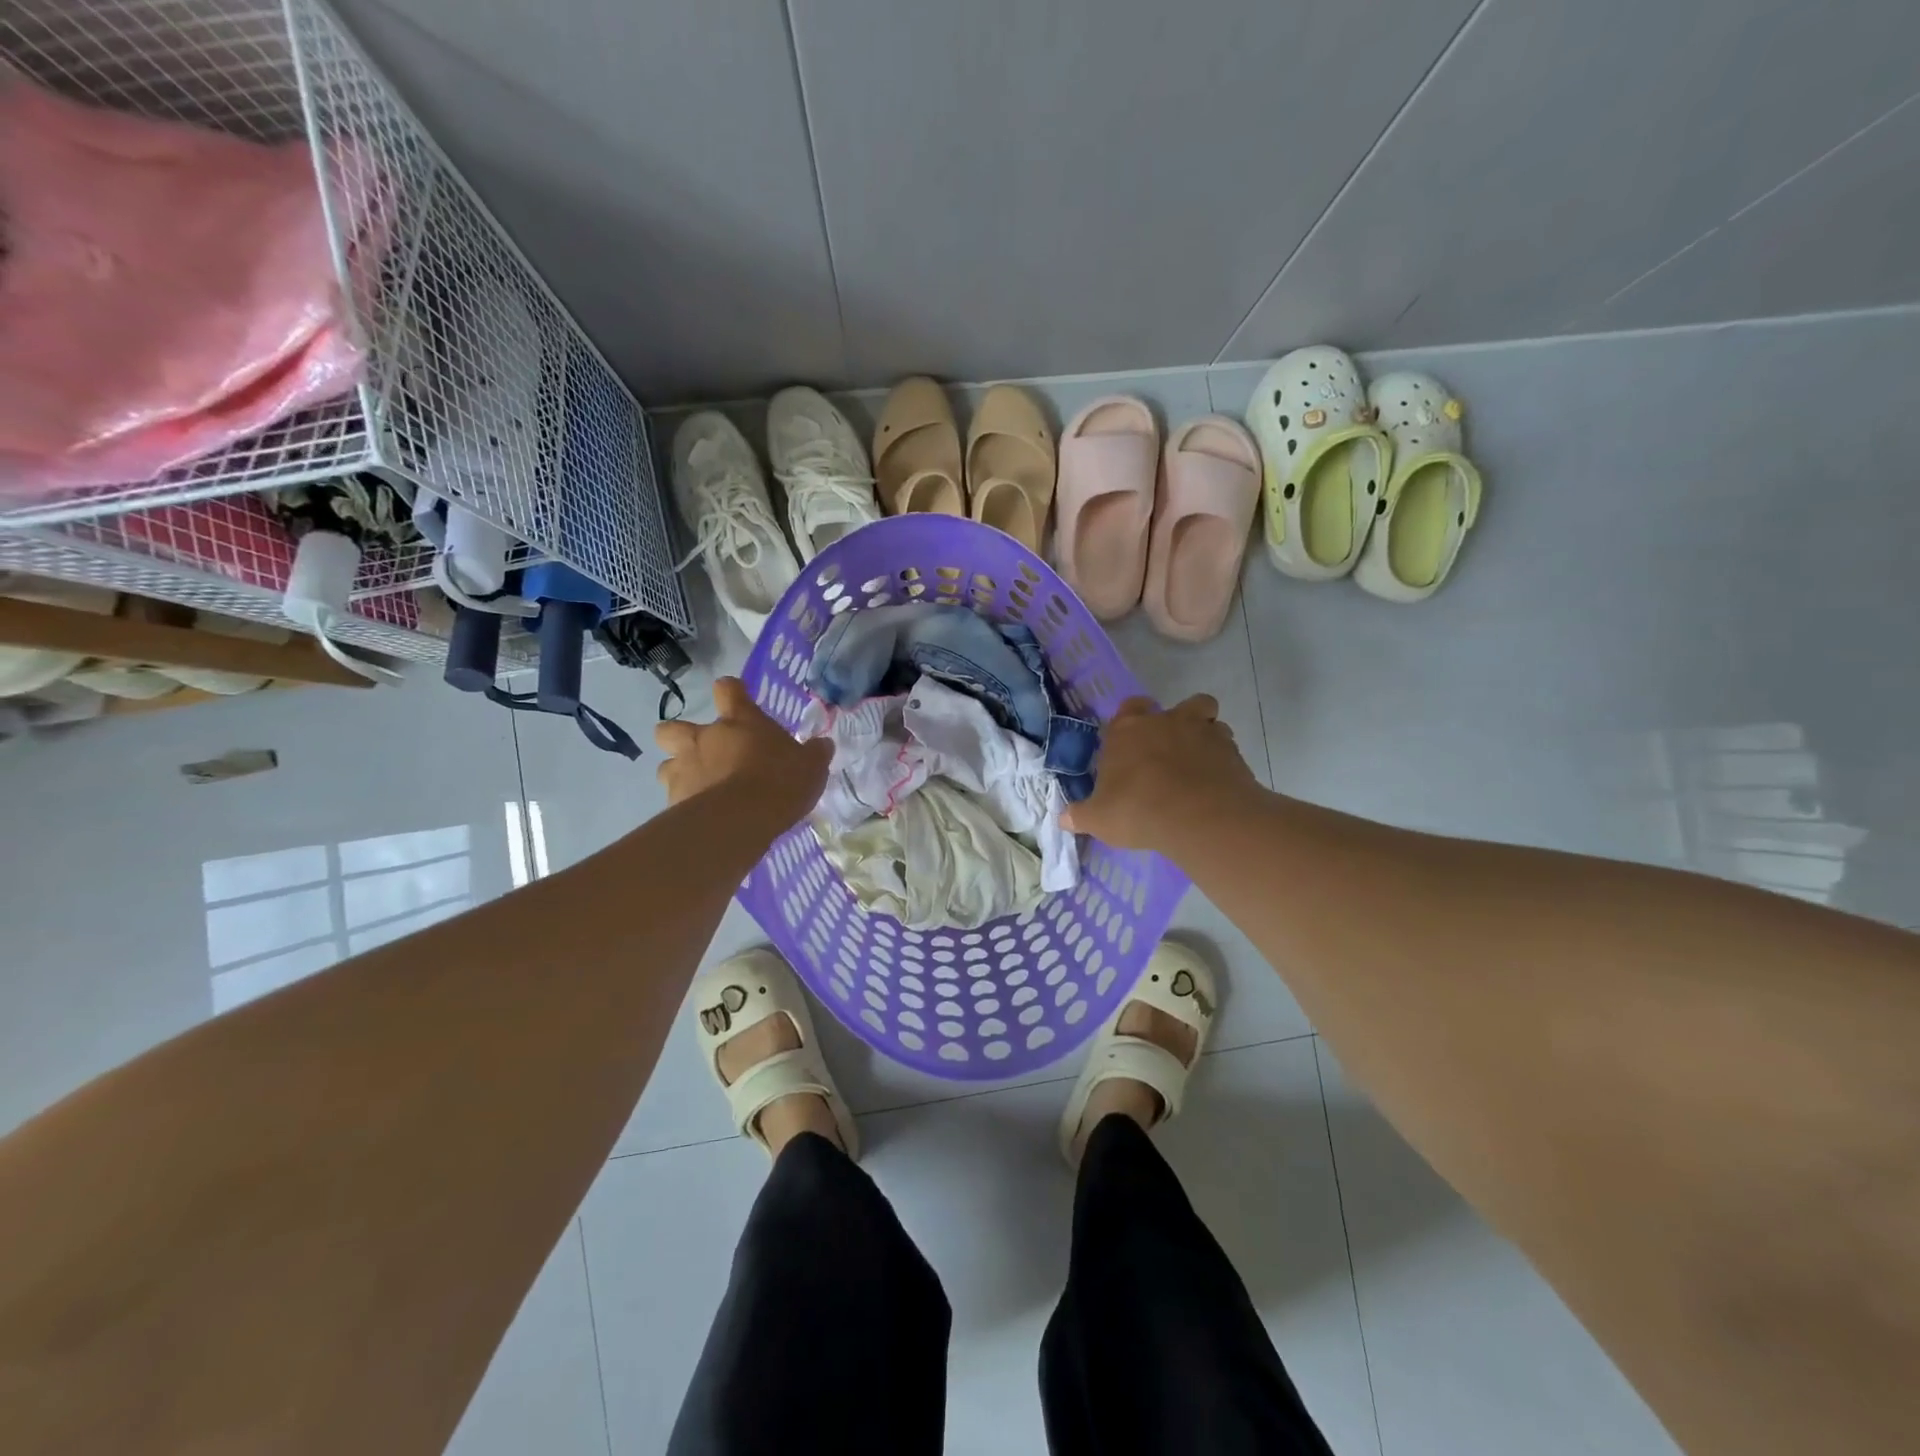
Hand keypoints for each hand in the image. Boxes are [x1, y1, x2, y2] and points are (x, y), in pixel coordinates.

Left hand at [654, 676, 831, 824]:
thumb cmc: (780, 782)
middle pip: (673, 727)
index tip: (737, 699)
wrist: (741, 820)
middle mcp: (704, 738)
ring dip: (680, 772)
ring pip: (666, 764)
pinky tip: (701, 817)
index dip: (731, 692)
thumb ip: (814, 753)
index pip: (728, 689)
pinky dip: (685, 804)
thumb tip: (823, 745)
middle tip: (704, 753)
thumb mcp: (811, 766)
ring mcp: (683, 768)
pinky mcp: (673, 800)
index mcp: (739, 721)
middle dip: (680, 737)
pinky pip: (673, 797)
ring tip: (701, 789)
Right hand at [1061, 695, 1261, 850]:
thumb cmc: (1137, 809)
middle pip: (1180, 705)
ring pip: (1210, 719)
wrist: (1197, 817)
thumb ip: (1080, 815)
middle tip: (1172, 750)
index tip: (1133, 740)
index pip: (1130, 708)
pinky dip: (1224, 759)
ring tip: (1200, 764)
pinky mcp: (1232, 751)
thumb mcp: (1098, 819)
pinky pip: (1228, 746)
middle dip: (1179, 720)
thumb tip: (1062, 818)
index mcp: (1128, 730)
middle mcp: (1166, 721)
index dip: (1133, 719)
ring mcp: (1203, 732)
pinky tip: (1217, 782)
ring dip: (1206, 736)